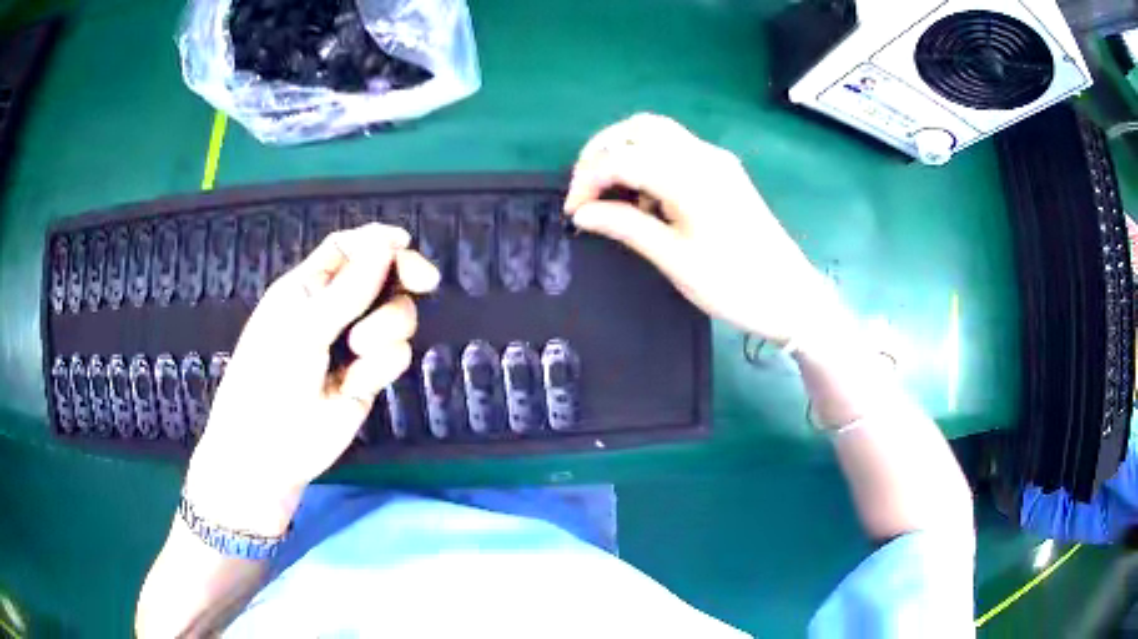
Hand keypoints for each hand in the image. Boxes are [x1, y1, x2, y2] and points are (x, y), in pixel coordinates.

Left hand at [183, 223, 439, 534]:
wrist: (271, 450)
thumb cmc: (270, 378)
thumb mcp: (304, 326)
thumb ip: (348, 288)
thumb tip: (388, 244)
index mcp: (308, 287)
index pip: (347, 248)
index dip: (376, 241)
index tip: (406, 244)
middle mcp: (334, 310)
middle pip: (382, 276)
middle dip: (401, 278)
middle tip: (424, 282)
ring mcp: (354, 345)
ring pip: (396, 316)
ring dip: (386, 328)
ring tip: (358, 351)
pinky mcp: (369, 376)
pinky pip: (395, 355)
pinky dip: (381, 366)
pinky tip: (354, 384)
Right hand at [564, 113, 843, 346]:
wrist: (791, 297)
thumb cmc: (734, 284)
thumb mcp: (674, 259)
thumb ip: (625, 227)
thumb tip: (583, 214)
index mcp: (689, 176)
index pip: (622, 157)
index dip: (588, 179)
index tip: (573, 211)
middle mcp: (703, 156)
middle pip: (639, 127)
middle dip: (603, 151)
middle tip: (585, 189)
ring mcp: (717, 161)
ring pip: (658, 134)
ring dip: (626, 153)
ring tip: (612, 195)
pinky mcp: (724, 173)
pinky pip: (677, 150)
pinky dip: (650, 162)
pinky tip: (647, 199)